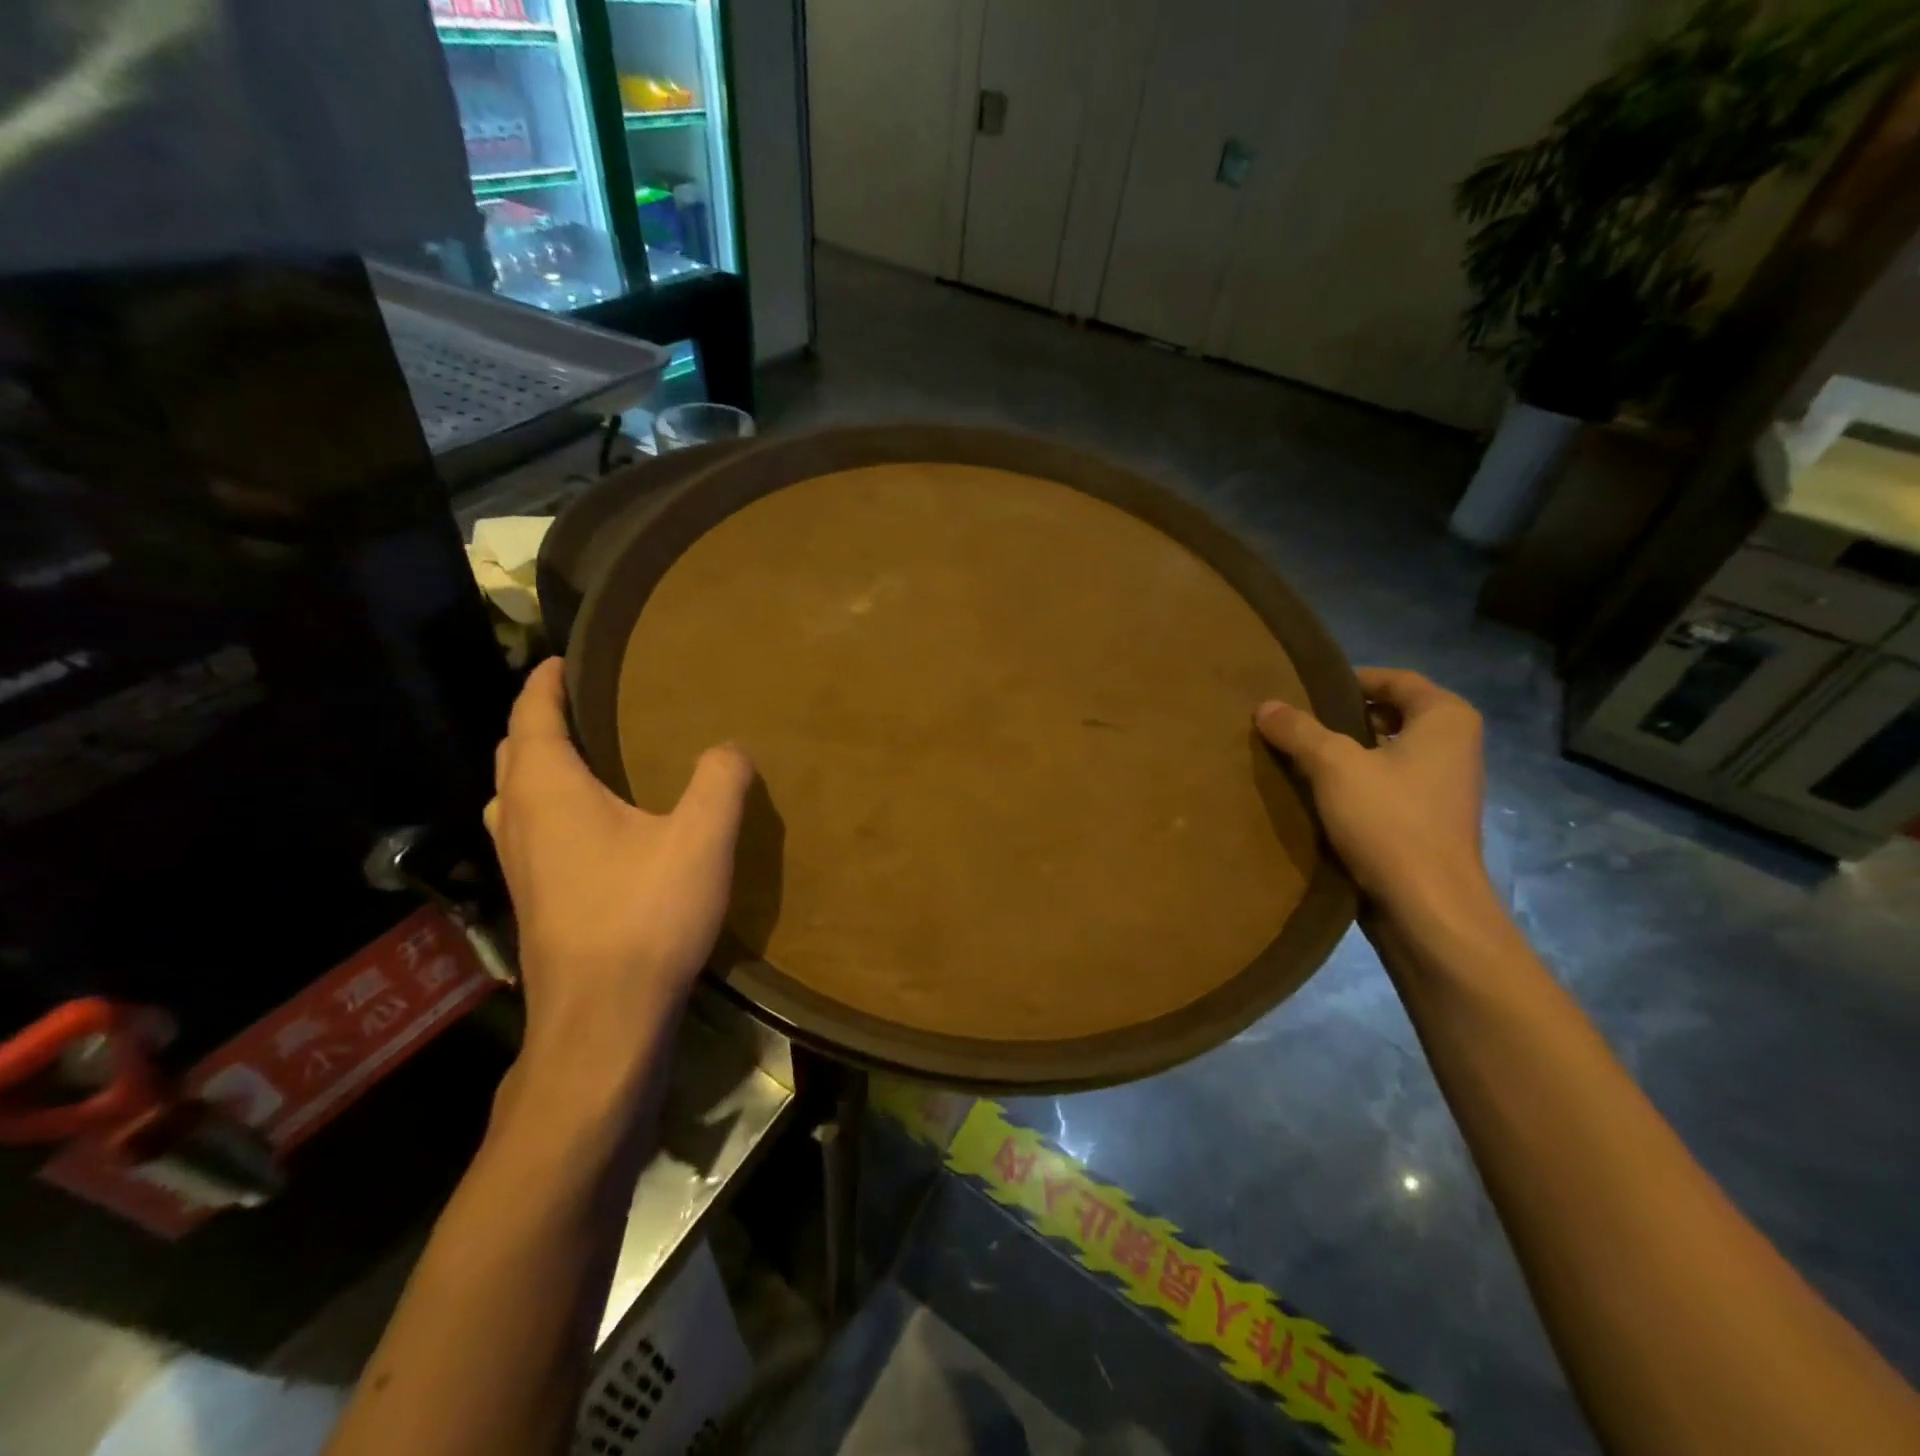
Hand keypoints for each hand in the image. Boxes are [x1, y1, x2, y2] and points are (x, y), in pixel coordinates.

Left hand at [485, 659, 753, 1047]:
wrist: (604, 1020)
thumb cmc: (645, 917)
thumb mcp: (701, 839)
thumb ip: (720, 781)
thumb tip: (729, 748)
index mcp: (549, 791)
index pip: (531, 716)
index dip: (544, 683)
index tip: (563, 659)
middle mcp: (520, 821)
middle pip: (514, 753)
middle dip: (540, 721)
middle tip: (585, 705)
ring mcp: (519, 866)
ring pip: (515, 796)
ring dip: (539, 767)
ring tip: (587, 759)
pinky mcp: (534, 901)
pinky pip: (530, 831)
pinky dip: (549, 807)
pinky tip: (593, 828)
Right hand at [1256, 668, 1491, 922]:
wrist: (1427, 906)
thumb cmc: (1389, 821)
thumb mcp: (1334, 766)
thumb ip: (1299, 731)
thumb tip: (1266, 706)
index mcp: (1446, 718)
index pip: (1395, 679)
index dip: (1349, 681)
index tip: (1305, 690)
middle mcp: (1455, 745)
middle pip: (1390, 714)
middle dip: (1343, 717)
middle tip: (1295, 722)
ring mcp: (1445, 785)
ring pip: (1387, 752)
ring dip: (1346, 753)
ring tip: (1298, 756)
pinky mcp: (1430, 819)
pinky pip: (1388, 784)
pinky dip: (1356, 783)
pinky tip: (1318, 794)